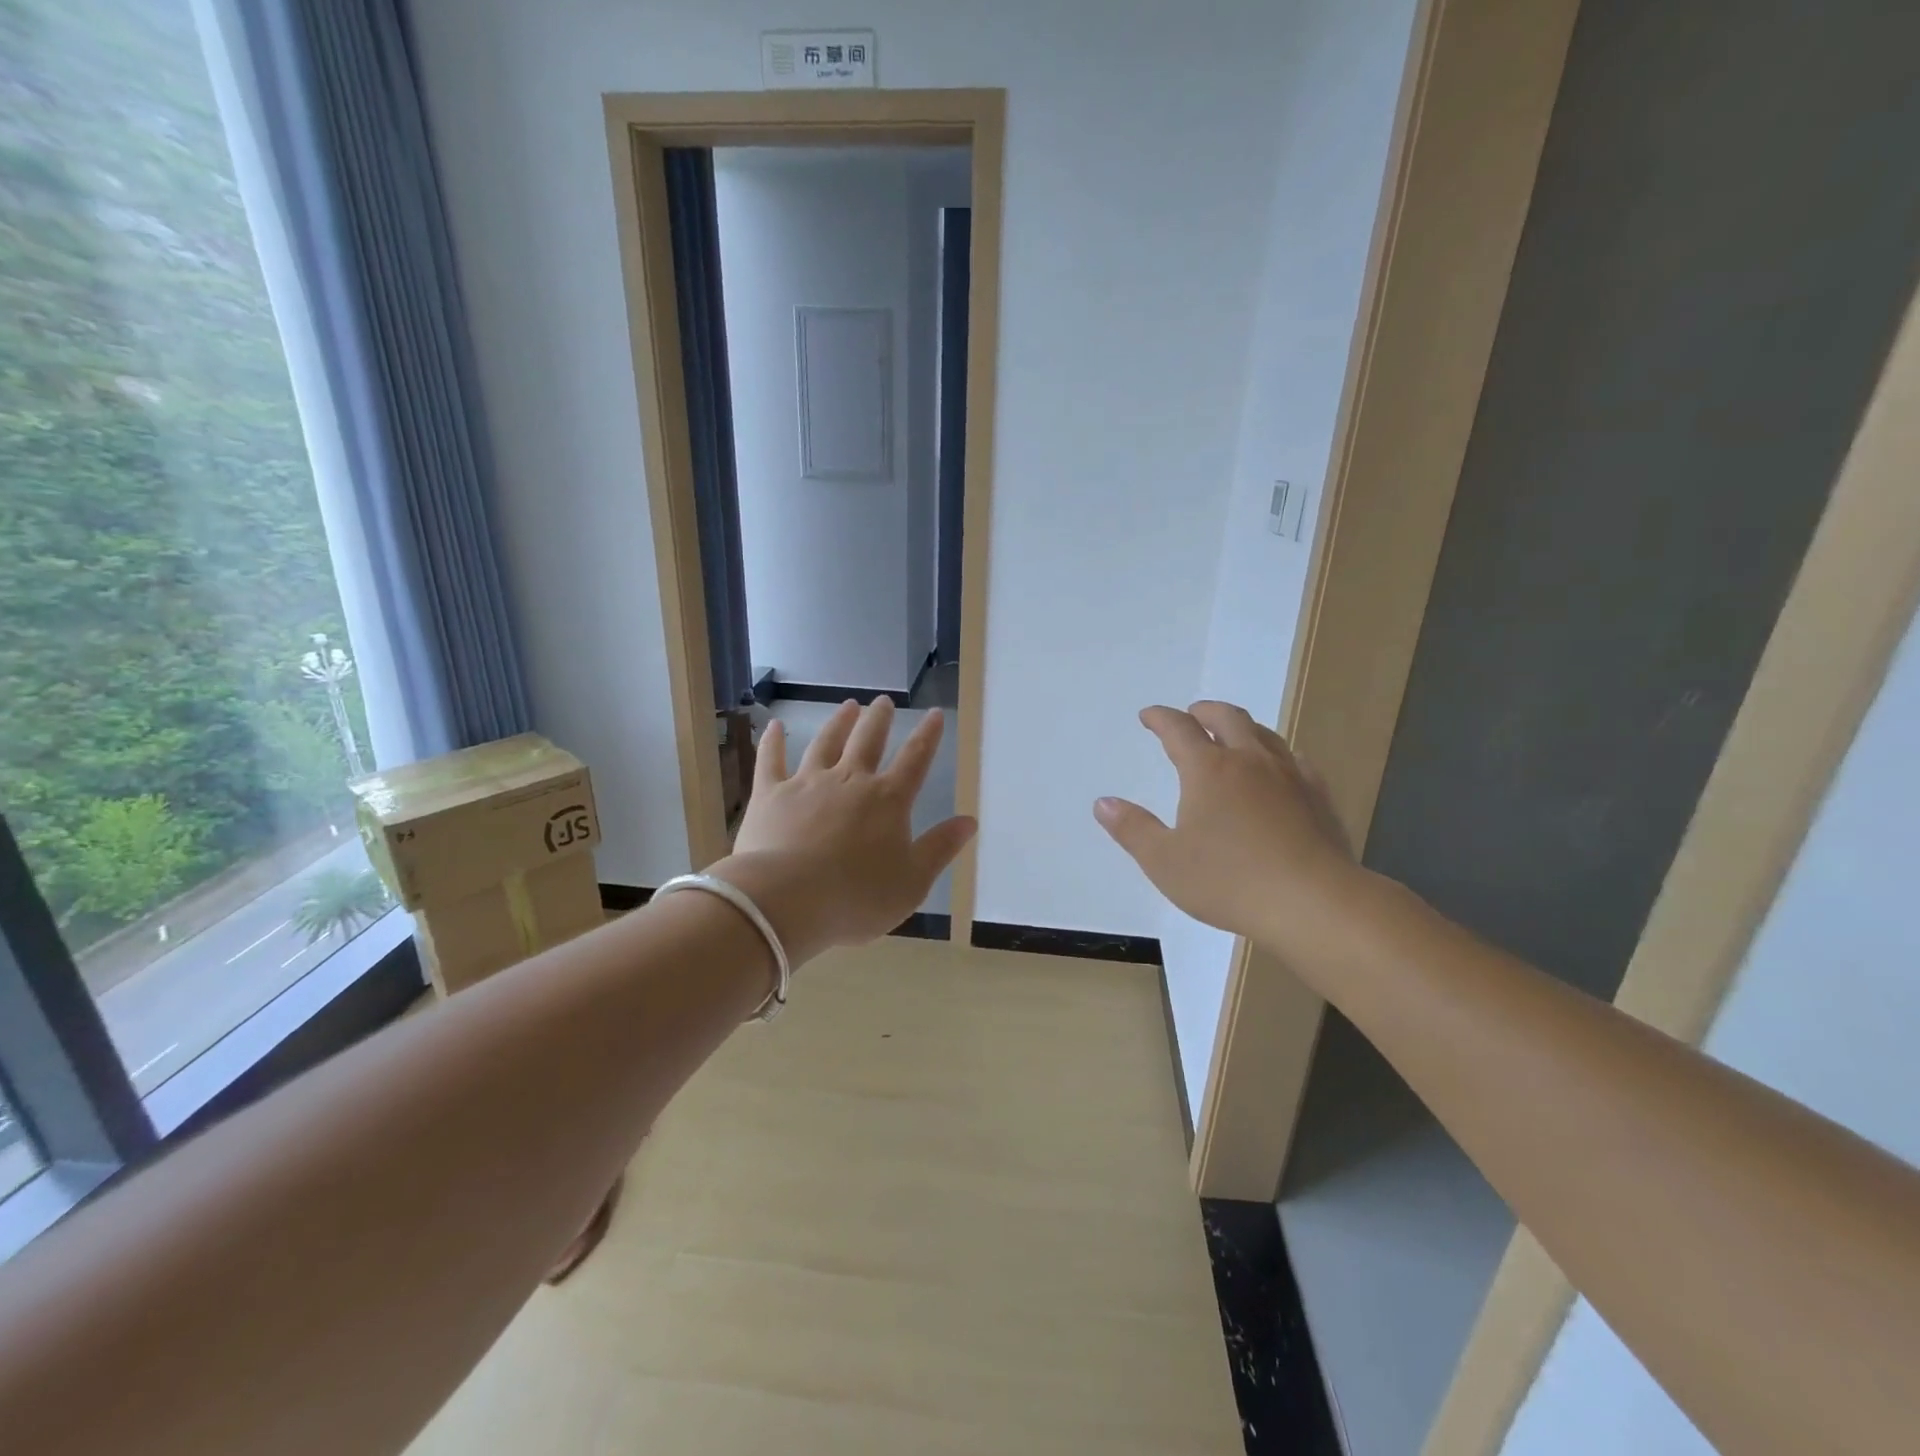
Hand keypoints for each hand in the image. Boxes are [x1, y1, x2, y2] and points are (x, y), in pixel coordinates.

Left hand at [714, 698, 976, 964]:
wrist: (786, 900)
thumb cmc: (857, 897)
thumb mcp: (912, 882)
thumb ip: (940, 848)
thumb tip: (969, 821)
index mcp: (888, 800)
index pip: (915, 759)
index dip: (927, 736)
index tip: (934, 714)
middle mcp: (850, 780)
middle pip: (868, 741)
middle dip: (879, 720)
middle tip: (884, 702)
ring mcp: (807, 783)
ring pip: (826, 743)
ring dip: (839, 723)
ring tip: (848, 706)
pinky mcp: (770, 794)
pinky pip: (771, 760)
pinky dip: (773, 742)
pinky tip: (775, 726)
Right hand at [1093, 701, 1363, 951]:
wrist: (1313, 902)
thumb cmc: (1228, 882)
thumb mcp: (1164, 861)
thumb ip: (1132, 829)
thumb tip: (1103, 803)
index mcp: (1208, 770)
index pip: (1178, 729)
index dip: (1160, 718)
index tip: (1149, 716)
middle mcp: (1249, 761)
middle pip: (1227, 717)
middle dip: (1204, 711)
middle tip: (1191, 714)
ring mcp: (1290, 775)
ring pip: (1264, 734)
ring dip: (1241, 726)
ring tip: (1232, 735)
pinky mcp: (1319, 796)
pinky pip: (1295, 760)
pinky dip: (1276, 754)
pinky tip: (1279, 770)